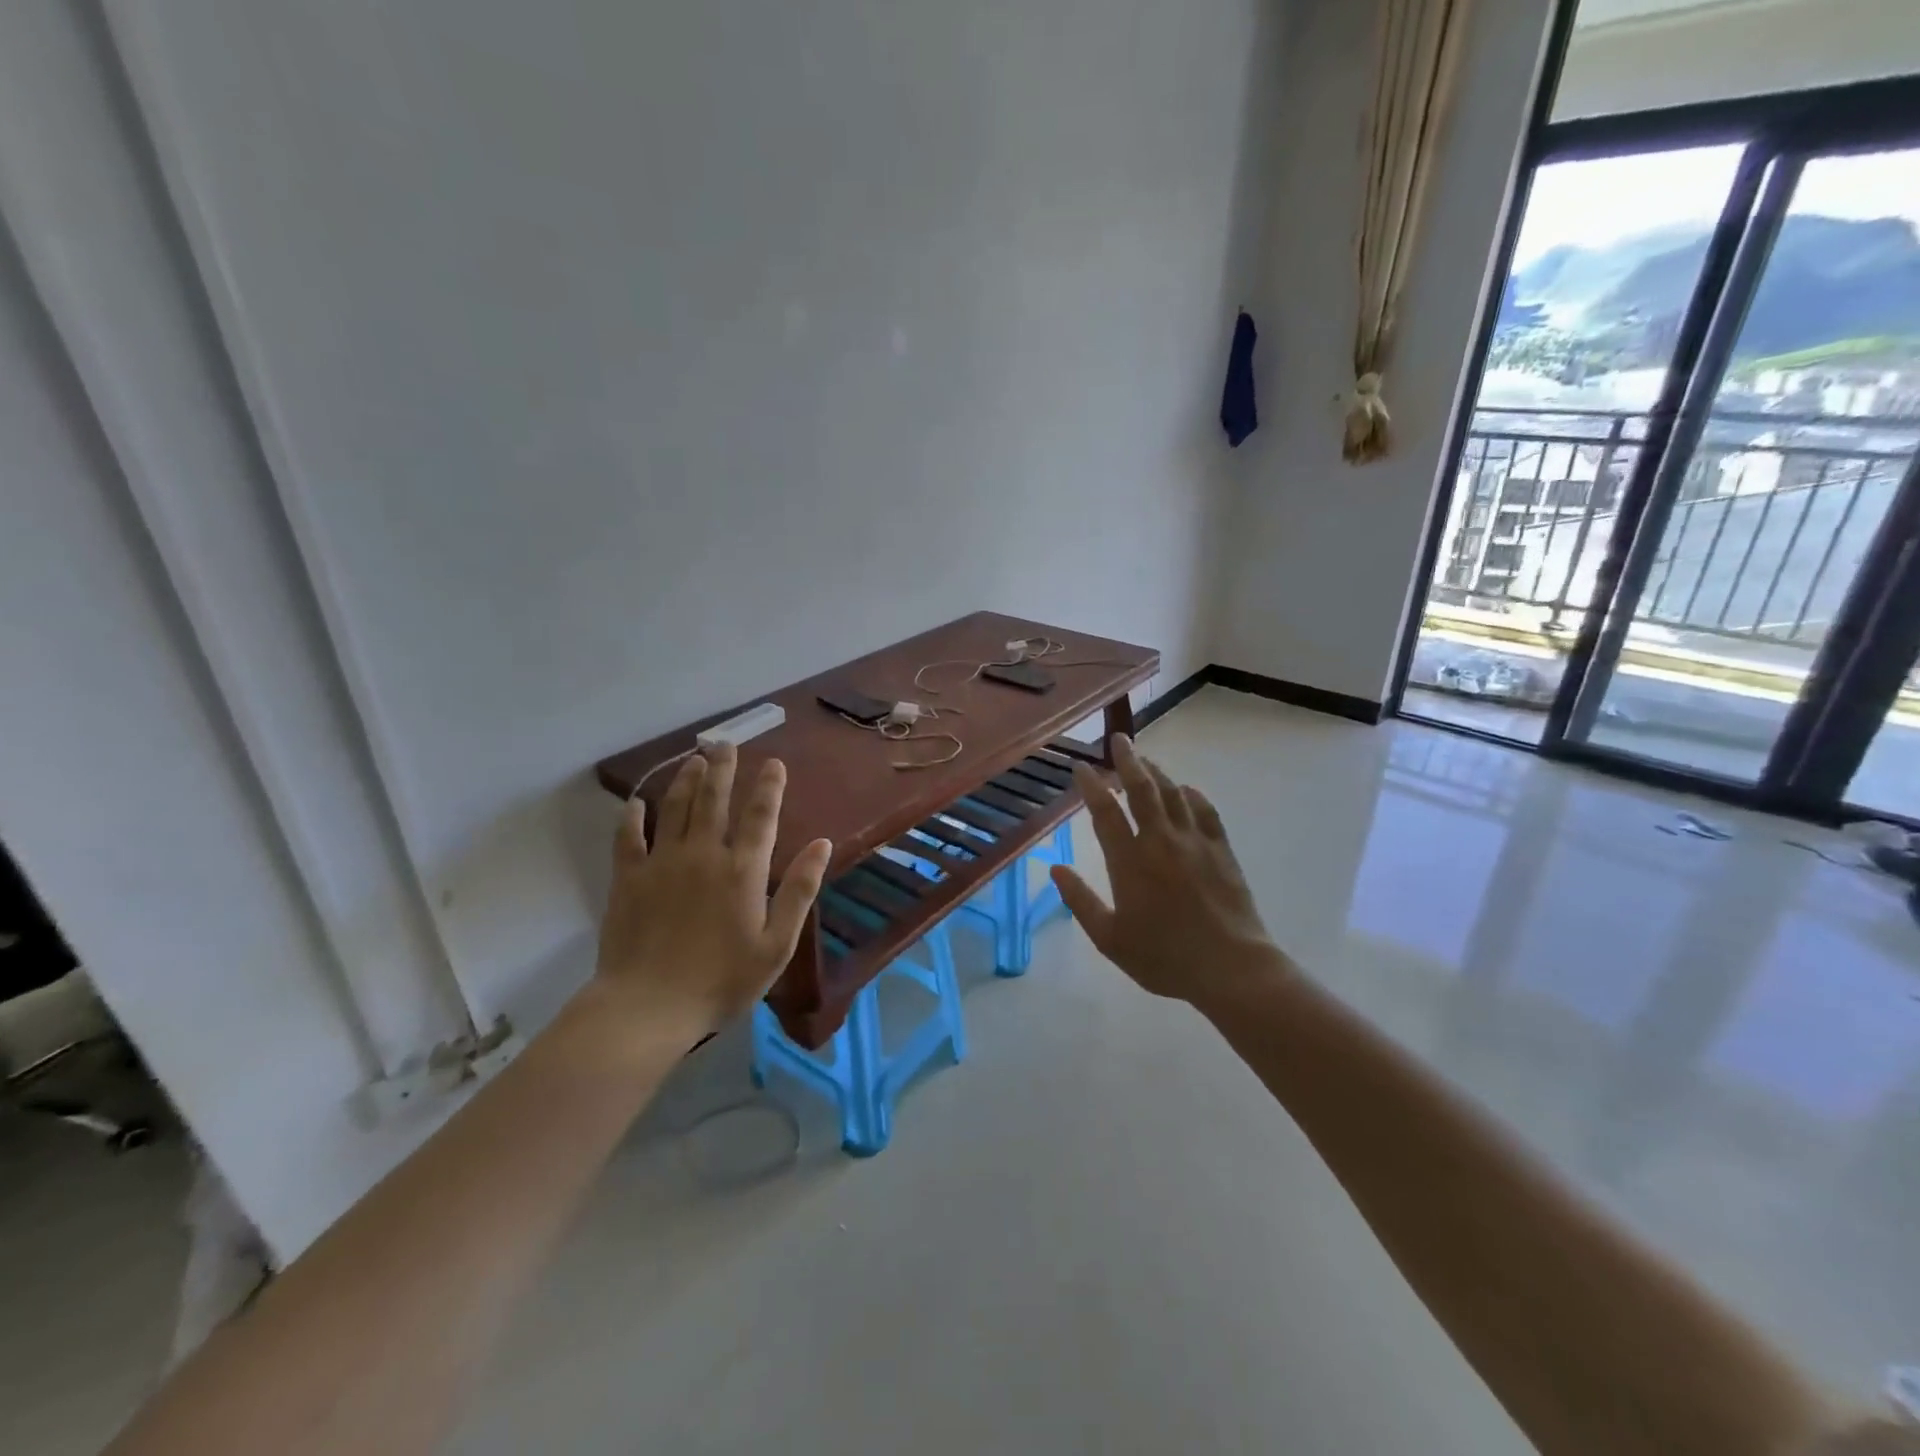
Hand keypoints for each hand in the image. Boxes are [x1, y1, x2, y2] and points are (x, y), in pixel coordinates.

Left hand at [594, 743, 831, 1041]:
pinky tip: (636, 803)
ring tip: (694, 759)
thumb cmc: (722, 980)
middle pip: (714, 800)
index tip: (773, 763)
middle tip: (725, 743)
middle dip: (722, 768)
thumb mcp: (776, 943)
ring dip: (686, 781)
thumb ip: (800, 890)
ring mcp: (662, 863)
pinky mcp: (628, 879)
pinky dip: (633, 817)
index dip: (769, 786)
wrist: (648, 1007)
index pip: (760, 816)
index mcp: (743, 870)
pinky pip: (629, 838)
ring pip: (675, 809)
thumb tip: (821, 843)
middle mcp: (703, 854)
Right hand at [1052, 735, 1285, 1006]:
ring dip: (1156, 772)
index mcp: (1129, 861)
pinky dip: (1193, 795)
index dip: (1091, 785)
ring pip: (1172, 794)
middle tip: (1119, 739)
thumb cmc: (1164, 957)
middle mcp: (1160, 841)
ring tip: (1145, 760)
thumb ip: (1080, 901)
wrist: (1230, 967)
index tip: (1080, 767)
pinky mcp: (1221, 850)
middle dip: (1127, 760)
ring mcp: (1194, 842)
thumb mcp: (1110, 939)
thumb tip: (1056, 869)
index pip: (1105, 812)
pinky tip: (1186, 790)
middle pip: (1141, 789)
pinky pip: (1205, 811)